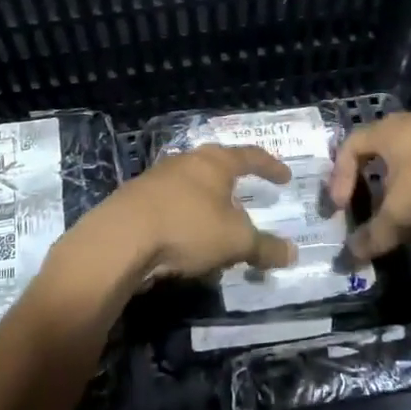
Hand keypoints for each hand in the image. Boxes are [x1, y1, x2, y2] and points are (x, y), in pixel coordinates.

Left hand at [77, 145, 298, 284]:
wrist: (119, 239)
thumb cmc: (187, 227)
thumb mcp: (235, 241)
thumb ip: (264, 247)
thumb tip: (292, 253)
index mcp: (214, 162)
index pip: (250, 156)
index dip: (270, 166)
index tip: (285, 177)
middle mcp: (184, 162)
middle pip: (216, 169)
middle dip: (233, 188)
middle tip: (248, 202)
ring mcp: (156, 179)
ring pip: (191, 191)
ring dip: (207, 209)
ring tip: (217, 231)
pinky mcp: (134, 201)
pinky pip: (170, 209)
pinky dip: (185, 223)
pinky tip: (185, 246)